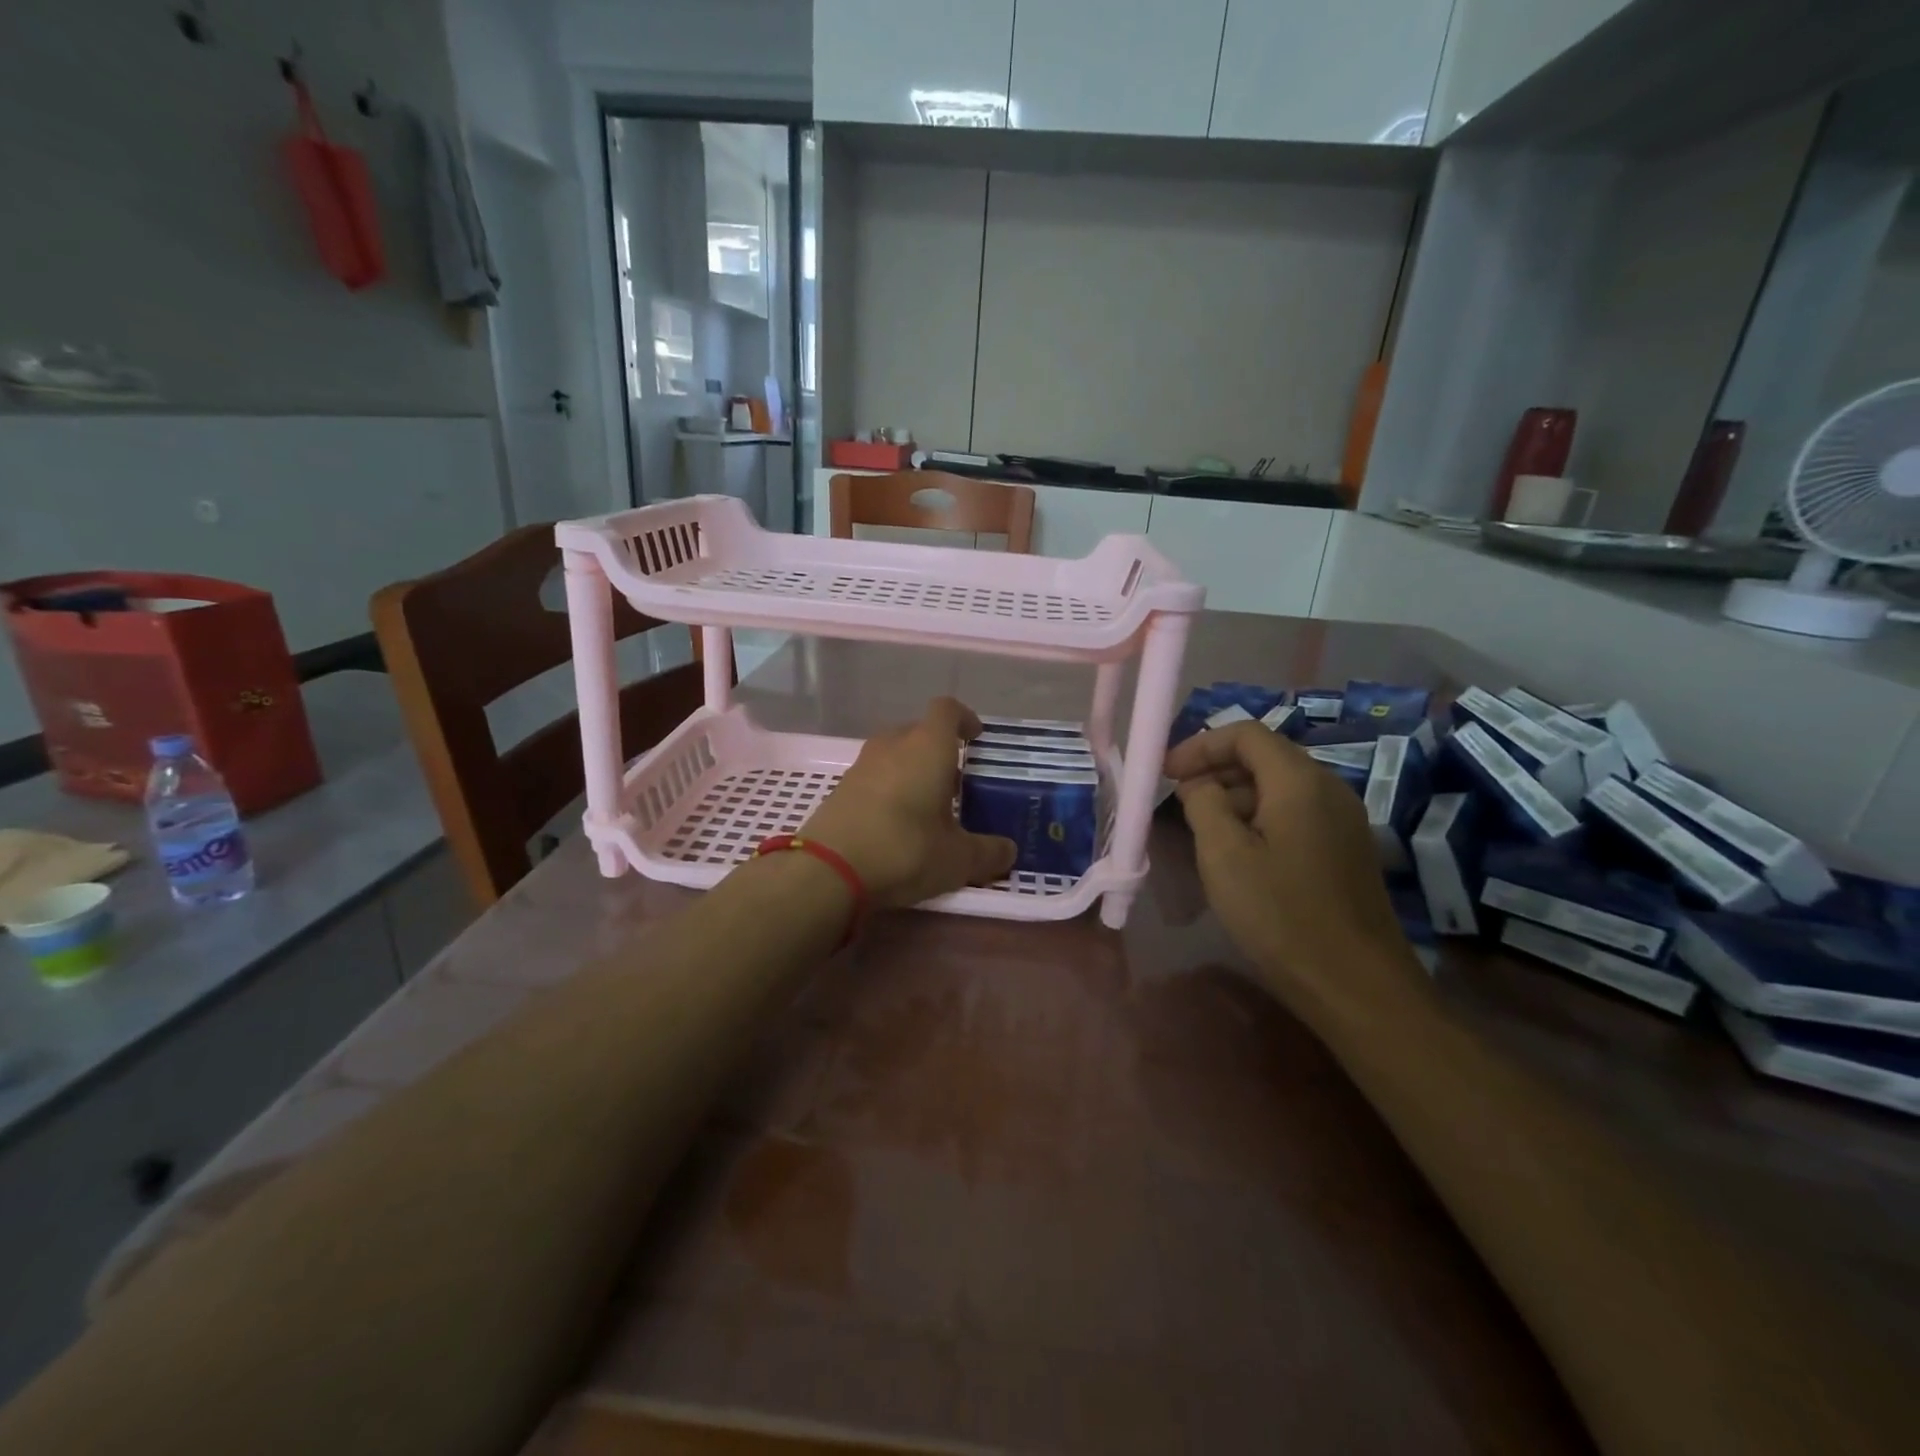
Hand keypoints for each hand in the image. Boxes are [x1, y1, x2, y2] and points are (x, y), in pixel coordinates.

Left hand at [802, 697, 1017, 908]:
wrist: (828, 870)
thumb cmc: (905, 849)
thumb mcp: (958, 860)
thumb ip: (988, 852)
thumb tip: (1009, 851)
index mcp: (927, 747)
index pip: (947, 710)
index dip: (965, 718)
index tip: (976, 737)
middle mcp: (892, 746)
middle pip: (918, 731)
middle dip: (939, 750)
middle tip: (957, 781)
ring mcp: (861, 766)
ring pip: (894, 754)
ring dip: (912, 771)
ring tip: (929, 806)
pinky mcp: (840, 790)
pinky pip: (874, 778)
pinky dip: (889, 790)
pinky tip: (898, 824)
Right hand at [1163, 721, 1404, 991]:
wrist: (1356, 985)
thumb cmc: (1281, 914)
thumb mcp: (1224, 855)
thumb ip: (1203, 803)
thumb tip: (1199, 784)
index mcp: (1299, 781)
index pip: (1246, 734)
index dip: (1200, 745)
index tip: (1165, 773)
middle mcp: (1328, 788)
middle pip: (1265, 756)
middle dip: (1215, 769)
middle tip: (1178, 799)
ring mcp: (1343, 820)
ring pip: (1279, 787)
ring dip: (1234, 796)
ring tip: (1201, 829)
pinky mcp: (1346, 849)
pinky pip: (1294, 814)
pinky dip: (1258, 818)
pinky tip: (1238, 853)